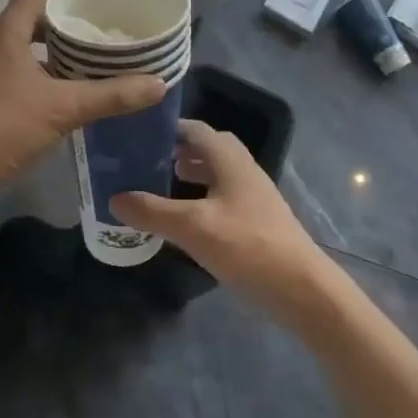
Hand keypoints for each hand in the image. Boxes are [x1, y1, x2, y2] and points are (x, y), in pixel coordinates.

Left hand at [0, 0, 164, 214]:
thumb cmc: (1, 127)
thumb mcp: (62, 109)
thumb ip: (110, 95)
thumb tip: (157, 83)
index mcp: (7, 33)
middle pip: (30, 11)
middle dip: (63, 7)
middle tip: (97, 11)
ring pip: (24, 42)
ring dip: (53, 40)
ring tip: (88, 48)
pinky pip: (19, 66)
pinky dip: (44, 66)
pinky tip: (65, 87)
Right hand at [110, 119, 328, 319]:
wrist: (303, 290)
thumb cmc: (248, 247)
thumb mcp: (193, 228)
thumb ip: (152, 211)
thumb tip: (114, 197)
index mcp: (230, 159)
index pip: (195, 129)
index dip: (168, 128)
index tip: (137, 134)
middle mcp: (243, 169)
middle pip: (207, 148)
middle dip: (177, 150)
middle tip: (145, 160)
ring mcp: (253, 195)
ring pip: (216, 172)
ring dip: (190, 173)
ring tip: (160, 184)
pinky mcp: (256, 220)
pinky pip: (222, 195)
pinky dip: (201, 197)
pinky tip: (186, 218)